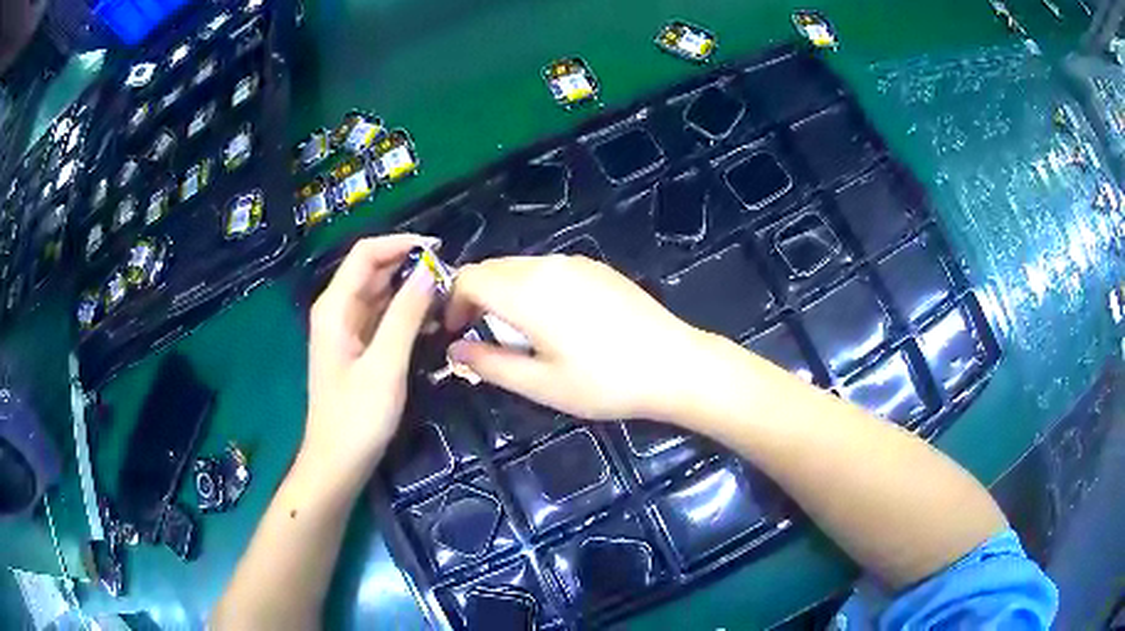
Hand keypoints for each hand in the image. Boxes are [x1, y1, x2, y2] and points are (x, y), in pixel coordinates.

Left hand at [303, 235, 437, 477]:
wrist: (338, 462)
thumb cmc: (357, 418)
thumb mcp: (386, 366)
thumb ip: (406, 315)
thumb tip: (430, 272)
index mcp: (335, 307)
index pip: (366, 254)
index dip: (401, 244)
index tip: (440, 253)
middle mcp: (338, 310)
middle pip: (374, 270)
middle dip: (411, 267)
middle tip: (452, 279)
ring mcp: (347, 329)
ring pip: (381, 293)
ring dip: (412, 290)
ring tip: (449, 299)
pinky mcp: (358, 347)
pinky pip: (383, 317)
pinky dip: (406, 313)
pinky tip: (432, 322)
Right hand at [445, 255, 705, 421]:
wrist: (674, 365)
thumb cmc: (604, 382)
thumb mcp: (540, 384)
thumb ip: (489, 363)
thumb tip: (453, 350)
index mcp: (526, 291)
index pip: (468, 279)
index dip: (451, 303)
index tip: (453, 334)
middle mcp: (547, 265)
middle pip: (492, 268)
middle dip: (474, 297)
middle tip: (479, 336)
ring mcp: (575, 262)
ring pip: (520, 267)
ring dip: (503, 292)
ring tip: (516, 333)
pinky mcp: (596, 268)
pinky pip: (548, 269)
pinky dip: (531, 287)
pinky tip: (552, 321)